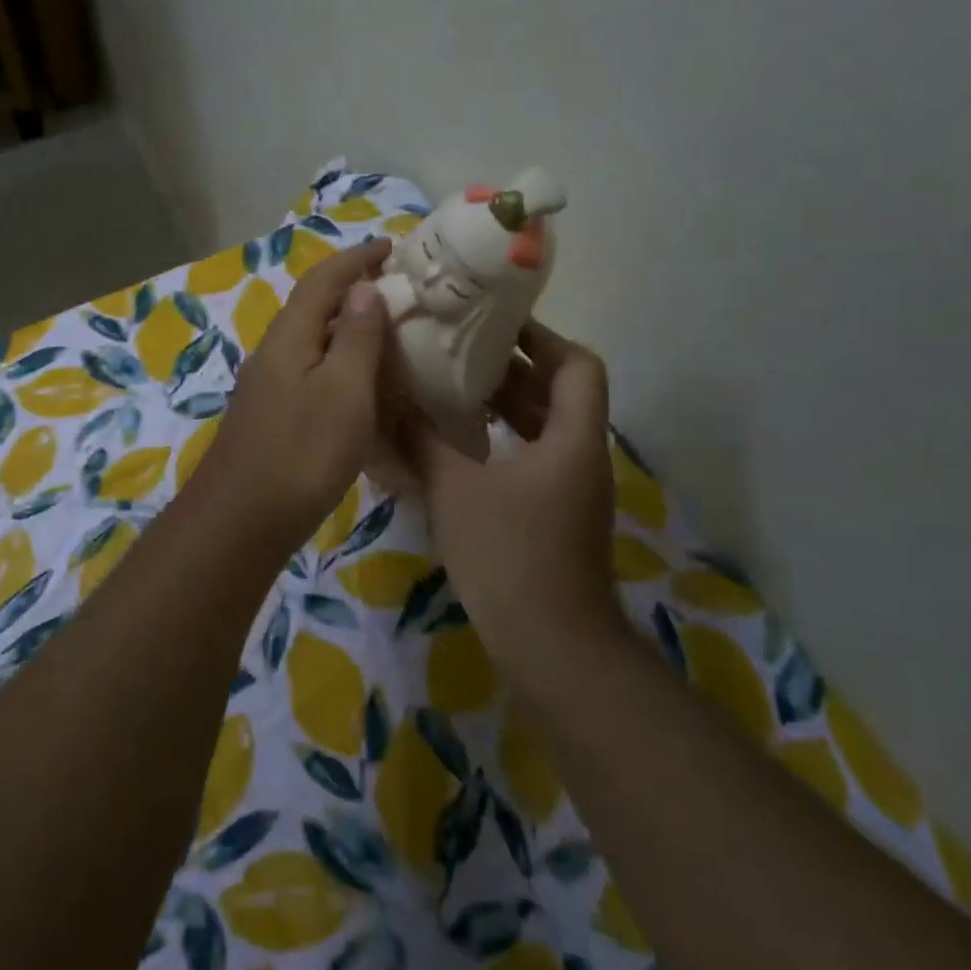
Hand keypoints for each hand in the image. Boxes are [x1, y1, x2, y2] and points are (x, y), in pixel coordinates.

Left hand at [194, 240, 391, 550]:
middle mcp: (273, 352)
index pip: (323, 280)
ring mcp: (267, 385)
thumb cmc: (302, 452)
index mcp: (289, 336)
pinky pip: (310, 371)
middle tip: (398, 290)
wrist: (242, 520)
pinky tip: (359, 384)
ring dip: (346, 327)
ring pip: (311, 341)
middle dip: (353, 289)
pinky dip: (338, 363)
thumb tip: (363, 288)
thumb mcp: (343, 391)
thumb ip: (355, 337)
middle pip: (313, 306)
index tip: (392, 247)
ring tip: (387, 333)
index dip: (357, 259)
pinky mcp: (271, 415)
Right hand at [394, 322, 622, 664]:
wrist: (551, 647)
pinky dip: (502, 439)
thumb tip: (389, 399)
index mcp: (573, 438)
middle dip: (513, 368)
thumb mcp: (455, 489)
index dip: (542, 337)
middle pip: (559, 392)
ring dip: (506, 405)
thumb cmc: (509, 555)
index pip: (577, 365)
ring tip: (452, 387)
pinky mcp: (555, 515)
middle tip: (458, 349)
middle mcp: (581, 456)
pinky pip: (532, 457)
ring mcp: (571, 489)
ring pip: (545, 427)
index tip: (495, 323)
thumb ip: (421, 440)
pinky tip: (459, 443)